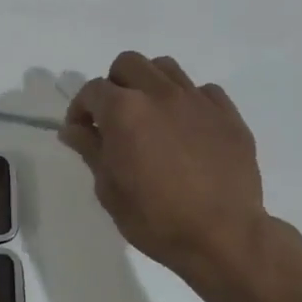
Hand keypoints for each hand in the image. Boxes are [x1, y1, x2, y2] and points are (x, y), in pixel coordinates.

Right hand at [60, 52, 296, 301]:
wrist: (222, 237)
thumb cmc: (155, 218)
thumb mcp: (109, 189)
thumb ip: (90, 150)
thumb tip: (73, 129)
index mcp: (124, 110)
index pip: (92, 90)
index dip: (81, 109)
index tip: (82, 132)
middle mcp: (159, 94)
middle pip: (128, 64)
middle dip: (114, 84)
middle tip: (114, 117)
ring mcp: (197, 100)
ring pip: (166, 68)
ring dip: (150, 84)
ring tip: (150, 115)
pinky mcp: (228, 114)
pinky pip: (203, 91)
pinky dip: (188, 101)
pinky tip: (187, 129)